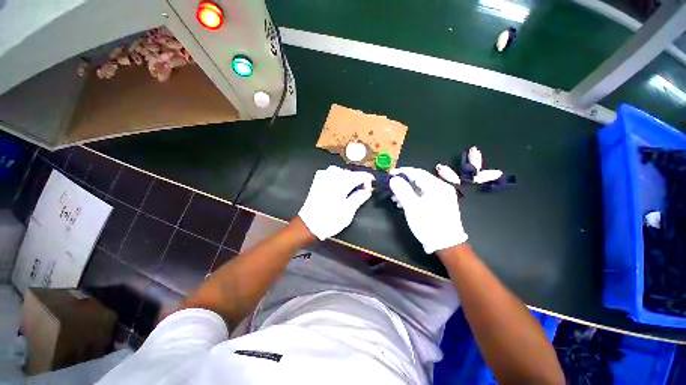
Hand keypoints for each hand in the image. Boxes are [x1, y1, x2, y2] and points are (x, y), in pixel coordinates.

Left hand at [299, 165, 374, 239]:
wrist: (309, 224)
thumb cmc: (330, 220)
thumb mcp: (349, 211)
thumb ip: (359, 197)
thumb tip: (367, 190)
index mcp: (342, 183)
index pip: (359, 175)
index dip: (368, 179)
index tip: (372, 186)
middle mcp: (332, 176)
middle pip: (350, 173)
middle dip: (358, 179)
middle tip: (362, 189)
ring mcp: (323, 177)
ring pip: (340, 171)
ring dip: (348, 177)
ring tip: (352, 187)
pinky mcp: (317, 181)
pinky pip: (331, 173)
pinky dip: (338, 177)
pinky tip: (339, 185)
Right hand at [389, 167, 467, 253]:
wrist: (446, 245)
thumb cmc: (428, 224)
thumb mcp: (412, 207)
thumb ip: (402, 190)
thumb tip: (393, 179)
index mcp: (437, 186)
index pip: (417, 172)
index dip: (402, 172)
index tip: (389, 174)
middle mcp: (441, 188)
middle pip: (418, 180)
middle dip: (403, 183)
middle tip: (390, 188)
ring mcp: (441, 196)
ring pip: (420, 188)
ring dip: (406, 191)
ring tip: (394, 198)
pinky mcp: (439, 204)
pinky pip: (423, 195)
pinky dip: (412, 197)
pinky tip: (403, 203)